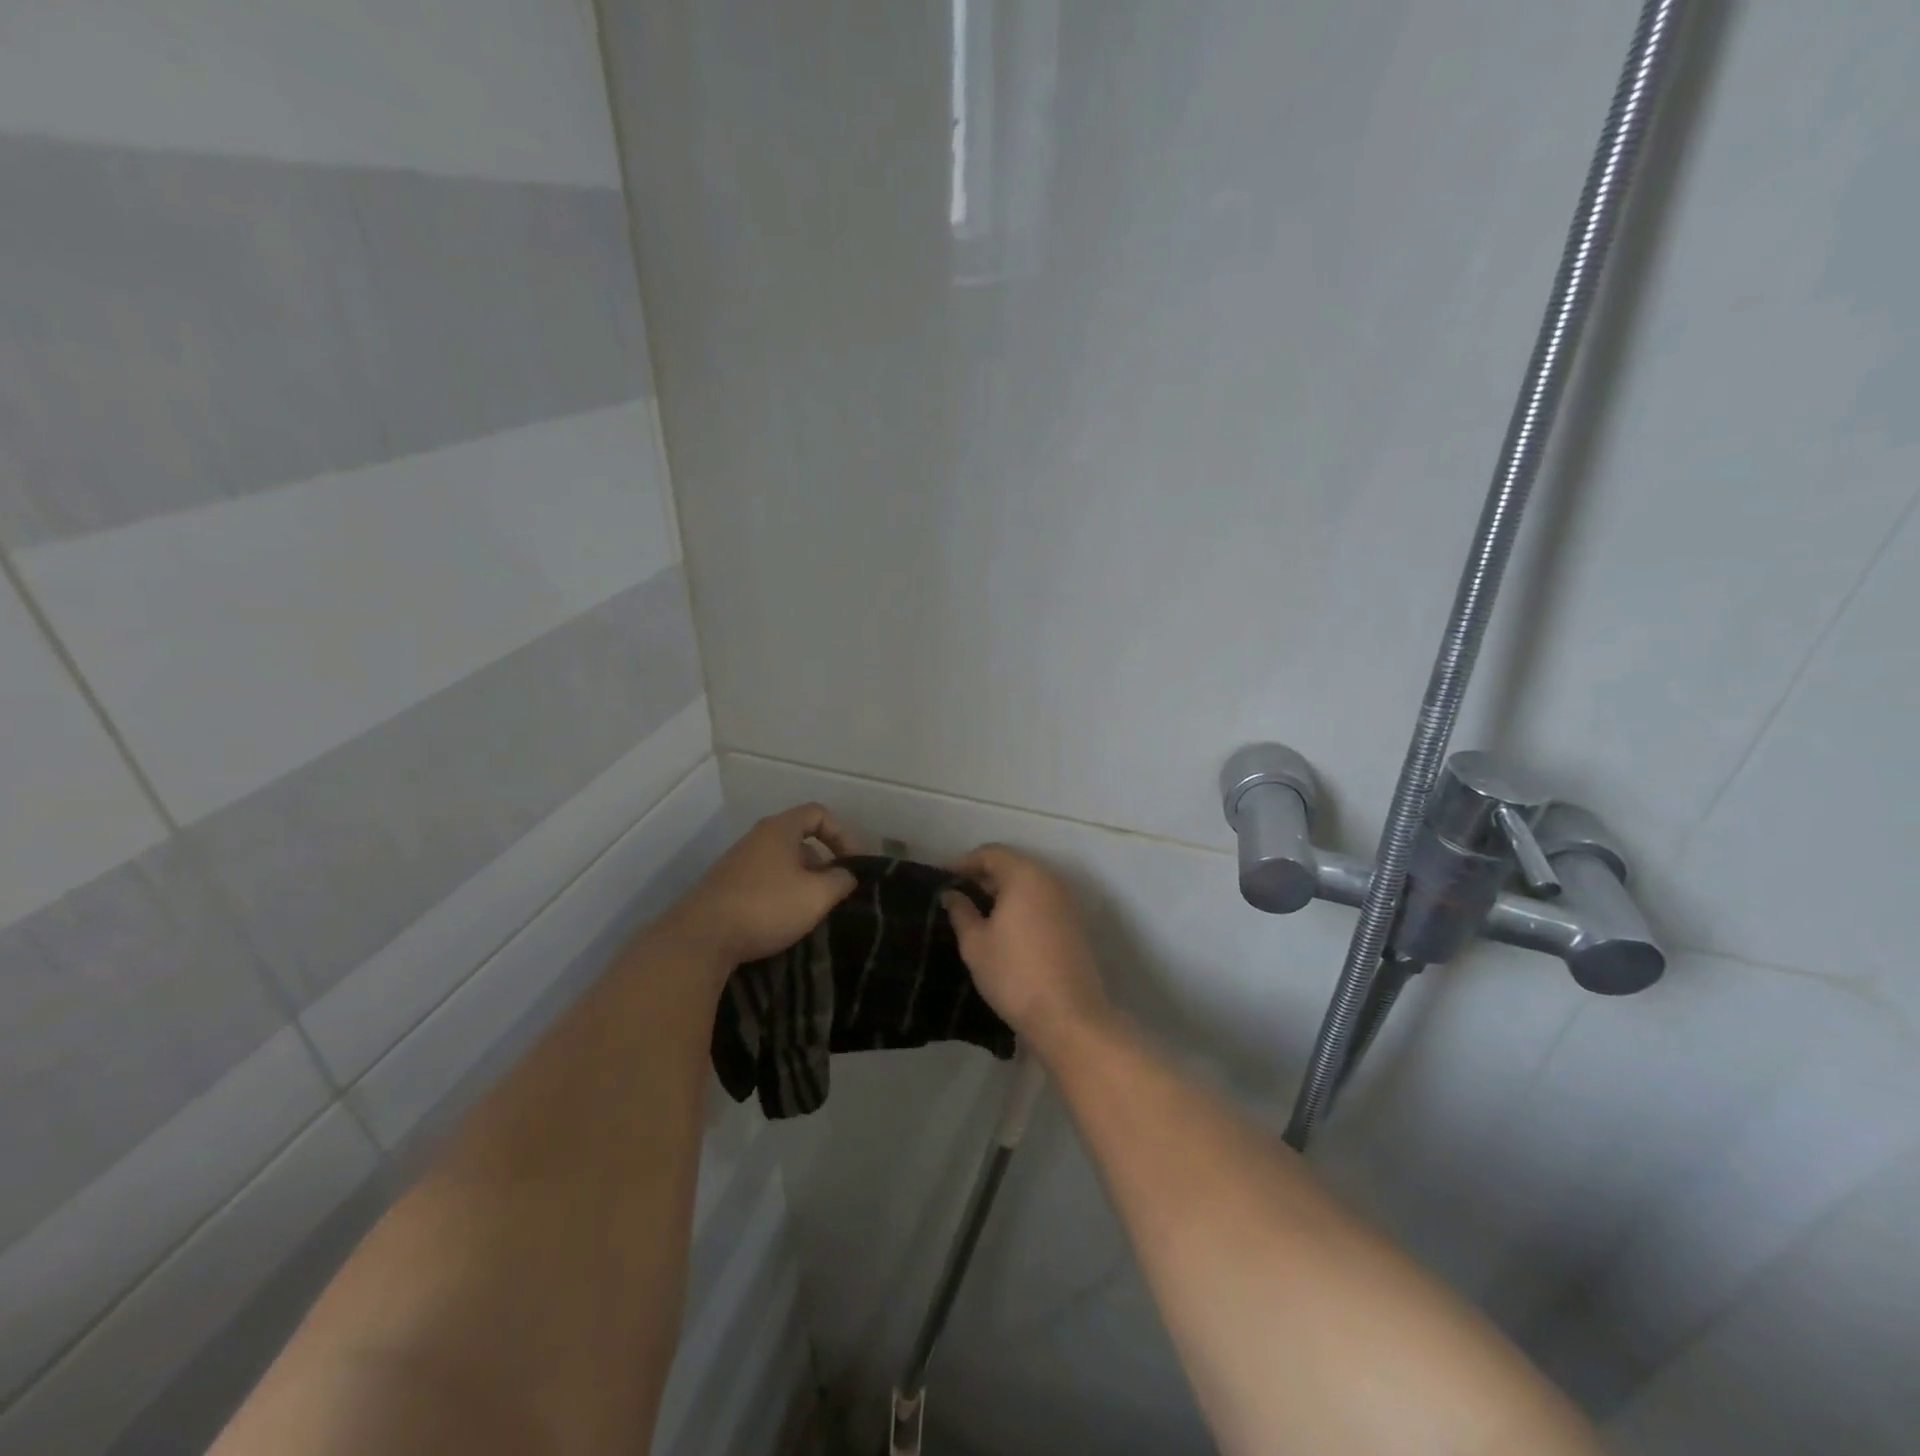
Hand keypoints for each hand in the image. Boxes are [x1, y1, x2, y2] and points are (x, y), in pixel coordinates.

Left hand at [671, 804, 857, 968]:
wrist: (700, 938)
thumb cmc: (766, 907)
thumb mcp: (816, 895)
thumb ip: (840, 881)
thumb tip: (846, 875)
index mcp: (779, 829)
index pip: (818, 814)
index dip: (842, 834)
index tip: (852, 863)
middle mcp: (756, 839)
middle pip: (799, 839)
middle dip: (822, 862)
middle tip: (835, 890)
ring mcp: (736, 863)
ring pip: (780, 863)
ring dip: (801, 882)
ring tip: (812, 910)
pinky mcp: (724, 888)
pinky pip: (763, 881)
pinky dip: (780, 894)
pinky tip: (783, 920)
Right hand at [942, 845, 1110, 1053]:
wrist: (1068, 1016)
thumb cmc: (1014, 974)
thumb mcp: (976, 943)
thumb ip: (961, 912)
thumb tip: (952, 894)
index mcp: (1025, 876)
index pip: (990, 853)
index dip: (963, 863)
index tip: (941, 880)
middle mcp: (1050, 880)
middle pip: (1012, 865)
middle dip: (983, 877)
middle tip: (956, 897)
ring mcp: (1067, 902)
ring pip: (1028, 885)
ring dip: (1002, 892)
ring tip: (976, 914)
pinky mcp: (1075, 925)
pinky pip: (1042, 902)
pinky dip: (1021, 906)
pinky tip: (1003, 929)